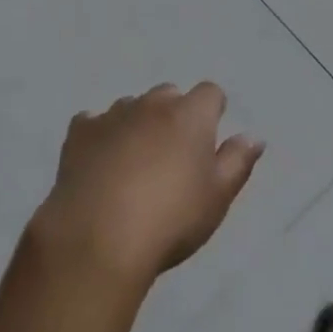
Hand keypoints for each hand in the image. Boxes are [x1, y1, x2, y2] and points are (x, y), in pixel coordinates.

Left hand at [32, 82, 263, 283]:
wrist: (99, 238)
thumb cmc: (170, 220)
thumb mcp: (217, 198)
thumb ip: (237, 162)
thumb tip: (253, 136)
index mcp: (189, 115)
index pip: (210, 93)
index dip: (212, 113)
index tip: (208, 142)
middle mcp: (151, 104)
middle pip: (168, 95)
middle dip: (173, 116)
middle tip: (172, 159)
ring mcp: (112, 114)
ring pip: (131, 107)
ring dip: (137, 125)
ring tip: (134, 167)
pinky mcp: (80, 132)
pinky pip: (94, 123)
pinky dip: (100, 137)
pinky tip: (99, 165)